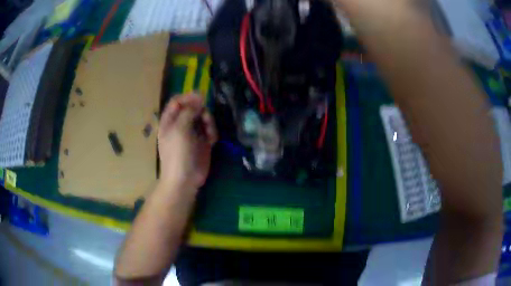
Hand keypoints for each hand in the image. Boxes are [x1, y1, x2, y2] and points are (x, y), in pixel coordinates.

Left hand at [158, 93, 217, 190]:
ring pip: (203, 118)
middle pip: (193, 108)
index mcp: (170, 121)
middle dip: (202, 111)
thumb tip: (199, 99)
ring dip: (209, 122)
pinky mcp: (203, 142)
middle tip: (206, 118)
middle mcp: (181, 124)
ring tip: (210, 133)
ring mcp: (192, 133)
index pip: (177, 101)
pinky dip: (213, 132)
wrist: (184, 180)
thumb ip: (189, 111)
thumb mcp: (180, 130)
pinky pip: (210, 130)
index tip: (201, 98)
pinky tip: (213, 141)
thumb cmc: (177, 154)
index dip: (188, 97)